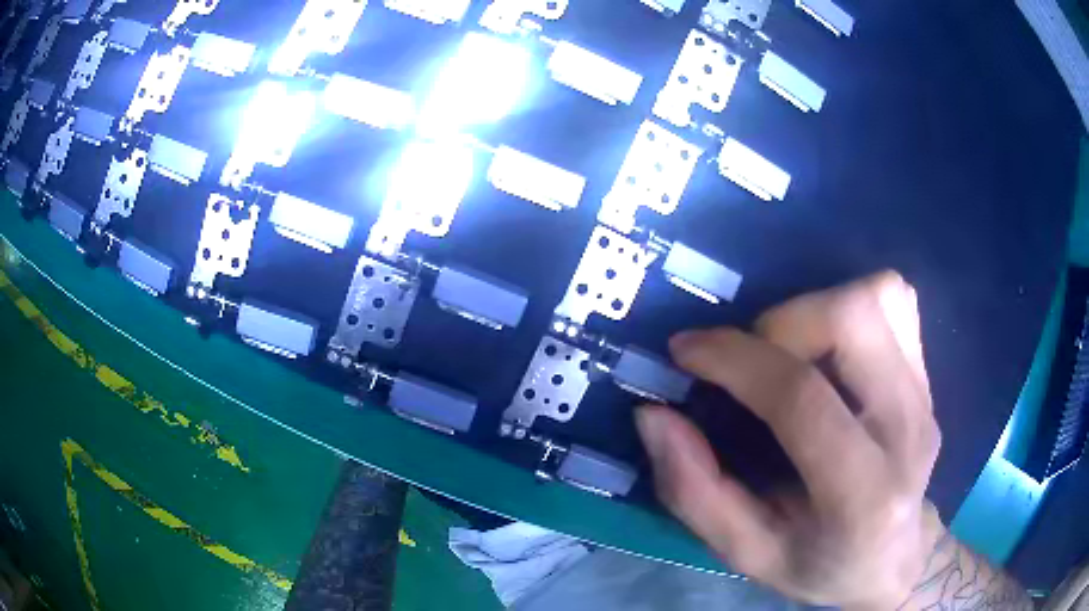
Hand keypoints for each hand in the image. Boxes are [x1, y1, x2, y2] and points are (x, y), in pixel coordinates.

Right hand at [636, 271, 944, 609]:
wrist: (894, 557)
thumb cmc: (819, 564)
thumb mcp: (747, 553)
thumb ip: (695, 492)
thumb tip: (654, 415)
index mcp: (861, 494)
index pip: (802, 398)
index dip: (735, 360)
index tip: (685, 351)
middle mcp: (907, 430)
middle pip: (853, 319)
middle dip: (782, 322)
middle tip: (752, 361)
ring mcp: (926, 394)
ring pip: (877, 296)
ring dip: (816, 309)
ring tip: (790, 354)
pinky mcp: (928, 373)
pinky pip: (895, 299)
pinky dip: (851, 304)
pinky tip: (831, 348)